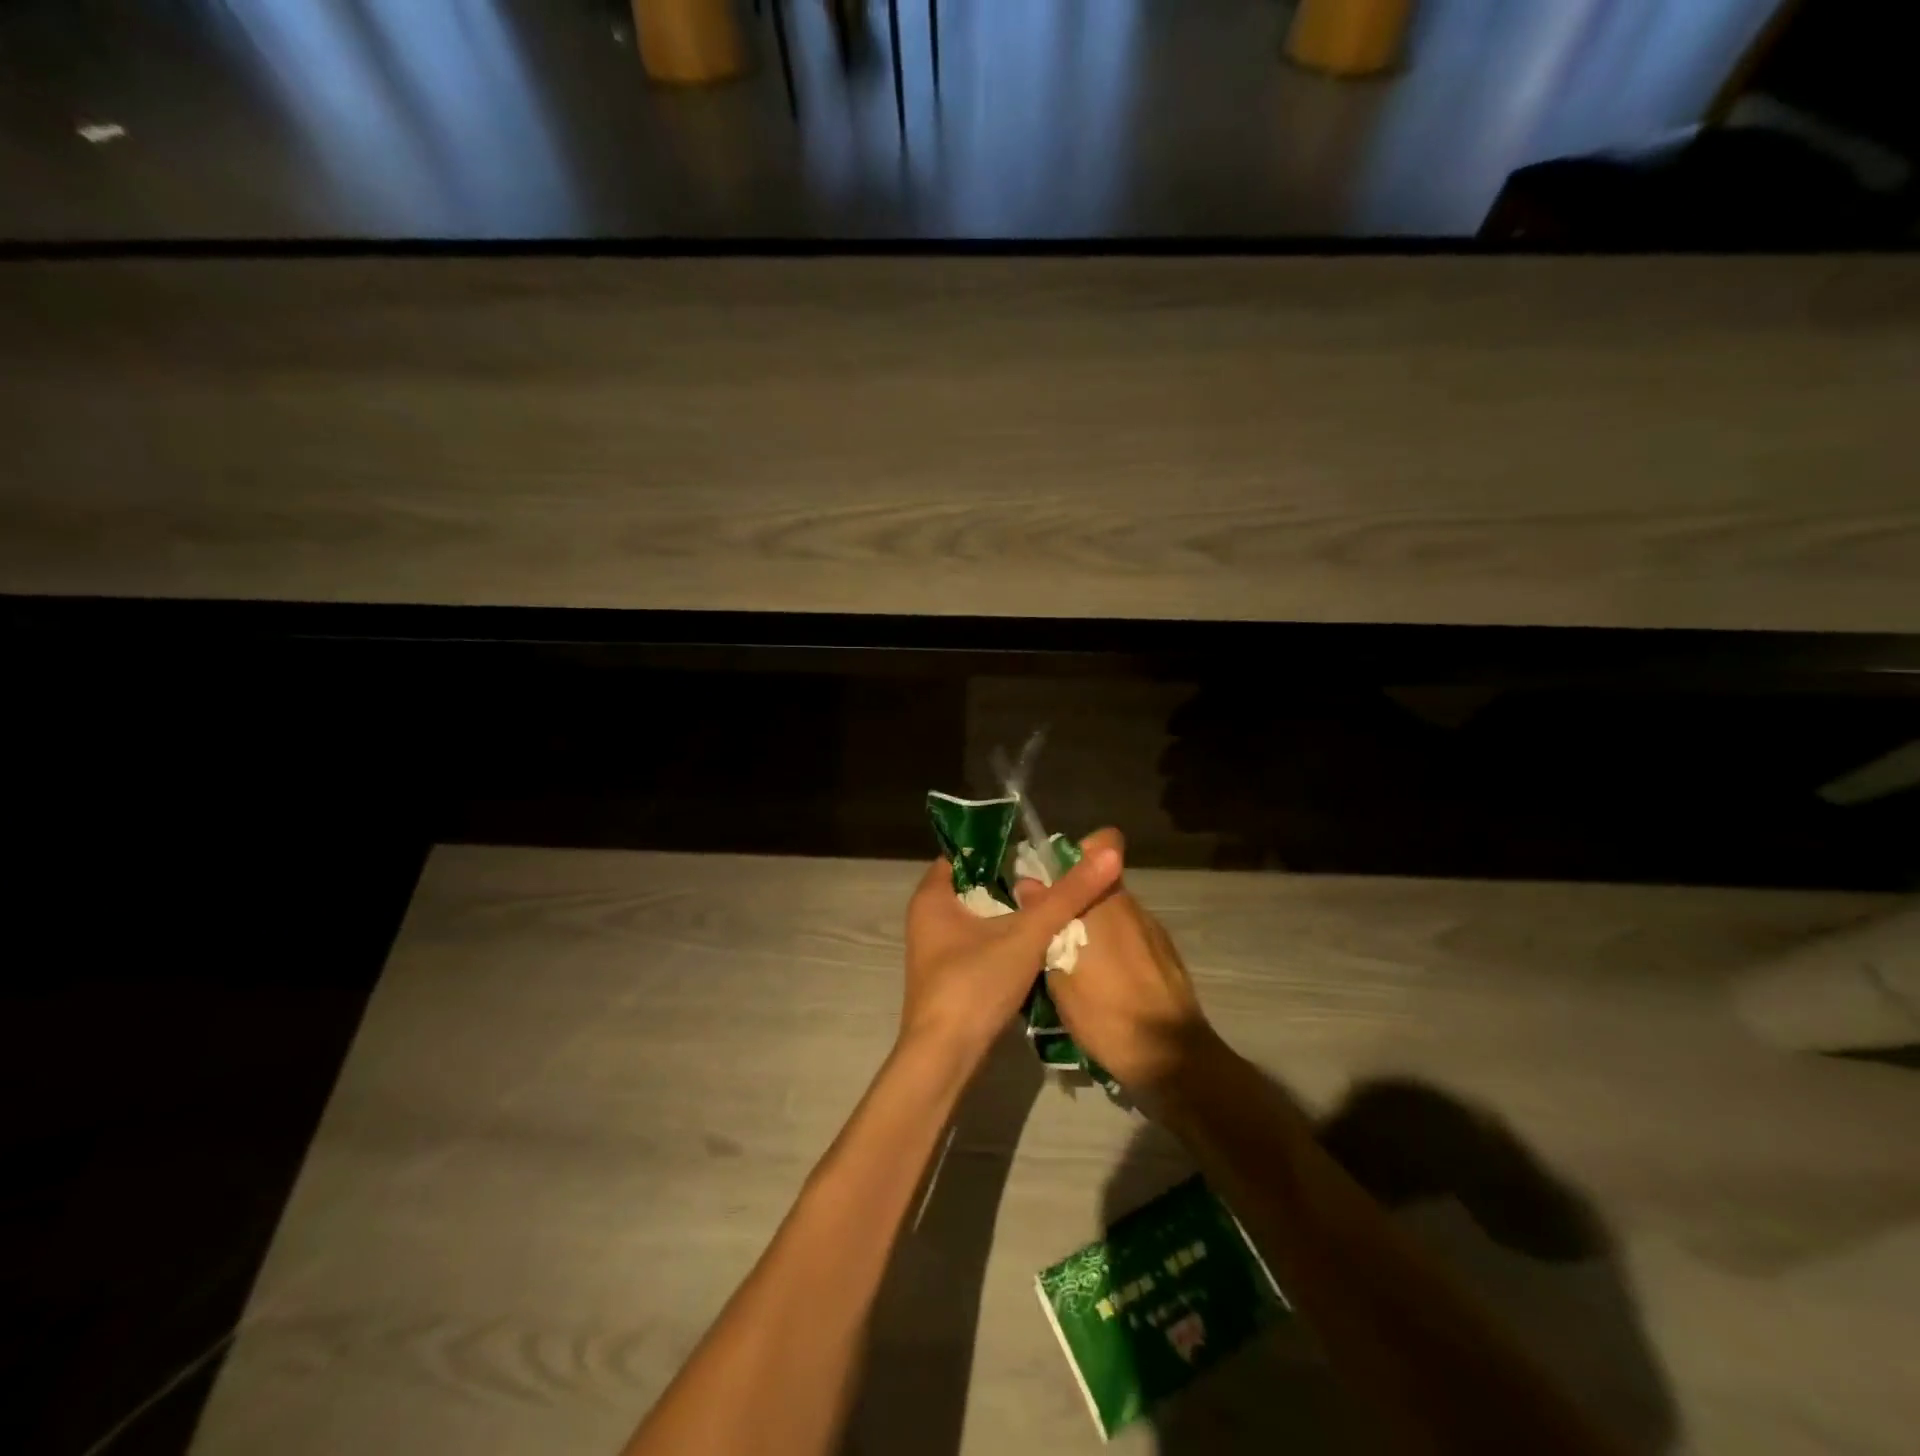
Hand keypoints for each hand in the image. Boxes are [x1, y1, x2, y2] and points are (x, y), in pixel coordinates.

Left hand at [901, 838, 1121, 1071]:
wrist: (945, 1060)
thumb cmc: (974, 985)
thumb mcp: (1026, 935)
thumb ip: (1067, 895)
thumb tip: (1108, 853)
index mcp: (932, 896)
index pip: (967, 853)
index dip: (1002, 846)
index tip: (1040, 848)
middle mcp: (929, 917)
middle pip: (978, 885)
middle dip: (1015, 880)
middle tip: (1057, 874)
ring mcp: (938, 950)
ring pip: (982, 916)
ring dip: (1014, 912)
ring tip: (1057, 903)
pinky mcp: (951, 976)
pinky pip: (982, 943)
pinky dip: (1007, 938)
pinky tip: (1039, 942)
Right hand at [1035, 829, 1218, 1093]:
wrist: (1172, 1059)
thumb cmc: (1107, 1012)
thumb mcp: (1060, 973)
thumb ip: (1045, 923)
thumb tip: (1028, 885)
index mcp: (1106, 900)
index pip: (1103, 844)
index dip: (1078, 851)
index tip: (1052, 876)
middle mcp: (1132, 906)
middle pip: (1099, 884)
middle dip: (1073, 899)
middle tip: (1046, 929)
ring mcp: (1153, 932)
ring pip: (1113, 913)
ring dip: (1092, 926)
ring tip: (1070, 962)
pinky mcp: (1165, 957)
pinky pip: (1129, 938)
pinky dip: (1112, 948)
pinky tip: (1100, 983)